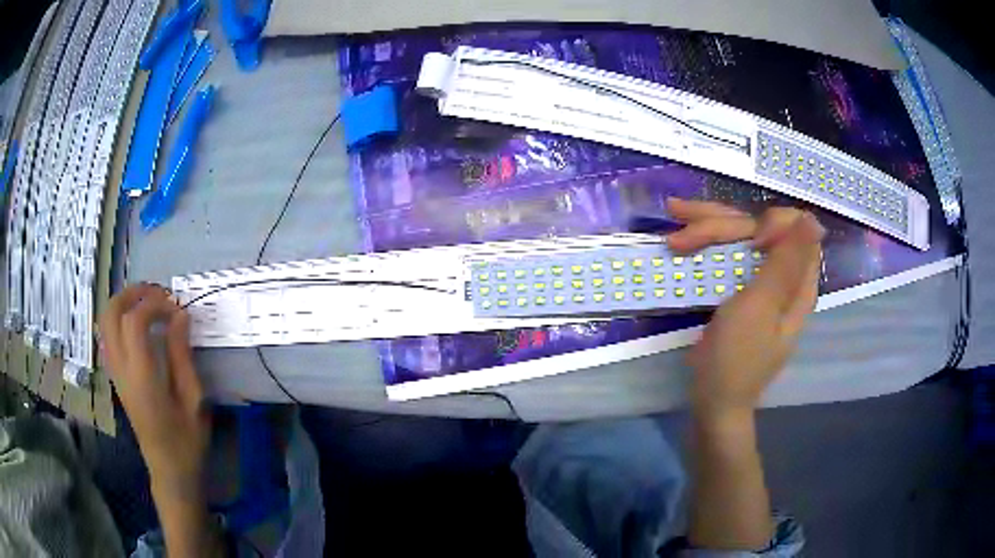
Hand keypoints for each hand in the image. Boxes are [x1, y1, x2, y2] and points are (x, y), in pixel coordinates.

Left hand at [98, 283, 209, 495]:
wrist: (170, 471)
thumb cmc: (187, 441)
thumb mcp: (194, 401)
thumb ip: (182, 355)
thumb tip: (179, 316)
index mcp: (141, 378)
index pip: (134, 321)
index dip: (155, 305)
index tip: (178, 309)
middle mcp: (121, 370)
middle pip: (111, 314)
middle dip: (132, 294)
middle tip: (158, 294)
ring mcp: (116, 373)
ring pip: (105, 322)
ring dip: (124, 303)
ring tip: (149, 304)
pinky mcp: (117, 377)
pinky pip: (109, 336)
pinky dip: (121, 319)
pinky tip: (140, 326)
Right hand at [666, 198, 824, 418]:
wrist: (713, 401)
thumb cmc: (737, 358)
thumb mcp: (760, 309)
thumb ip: (785, 263)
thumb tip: (812, 220)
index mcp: (797, 282)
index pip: (795, 228)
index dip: (771, 223)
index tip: (748, 243)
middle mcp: (782, 276)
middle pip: (760, 227)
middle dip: (723, 221)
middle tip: (681, 223)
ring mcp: (759, 281)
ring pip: (740, 236)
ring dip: (707, 224)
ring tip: (673, 213)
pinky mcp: (739, 288)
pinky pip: (727, 253)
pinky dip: (704, 241)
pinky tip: (681, 234)